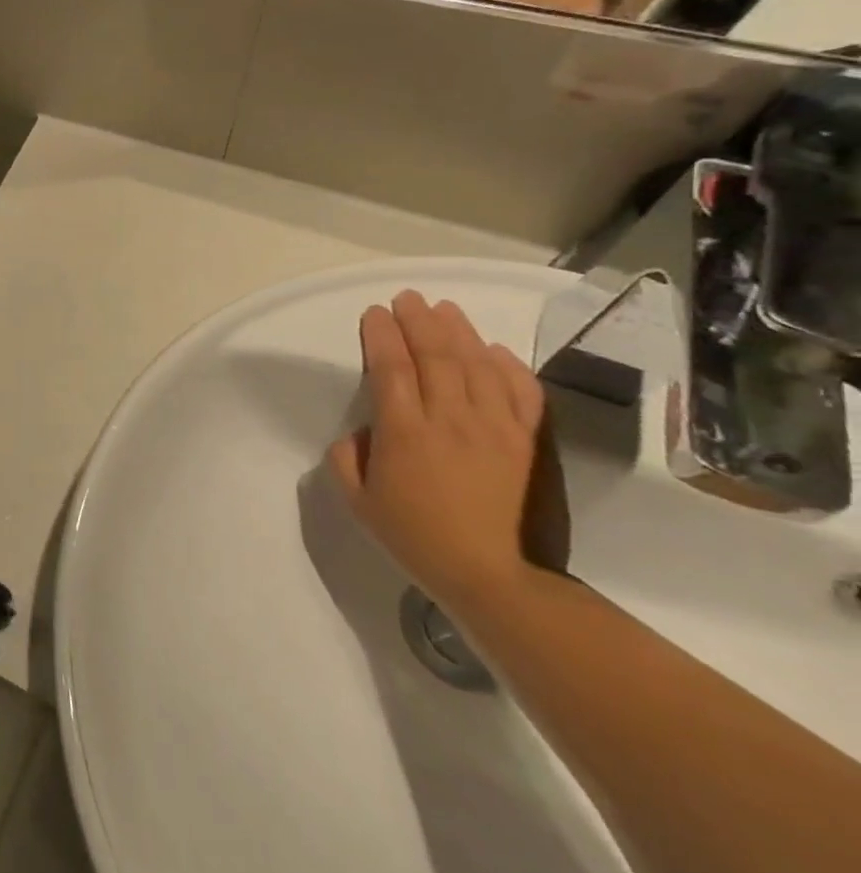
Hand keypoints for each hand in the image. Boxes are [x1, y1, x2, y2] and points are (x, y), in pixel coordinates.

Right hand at [330, 291, 568, 615]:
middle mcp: (449, 419)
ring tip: (444, 308)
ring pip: (476, 365)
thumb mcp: (357, 500)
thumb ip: (348, 457)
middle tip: (407, 298)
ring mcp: (493, 428)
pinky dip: (507, 365)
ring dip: (458, 332)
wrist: (492, 574)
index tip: (374, 313)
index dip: (381, 335)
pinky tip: (493, 349)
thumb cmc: (414, 536)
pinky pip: (520, 392)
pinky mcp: (525, 441)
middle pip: (434, 356)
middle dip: (418, 321)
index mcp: (403, 432)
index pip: (390, 367)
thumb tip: (364, 431)